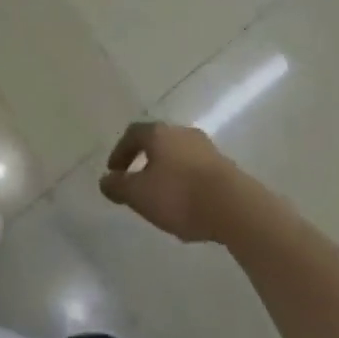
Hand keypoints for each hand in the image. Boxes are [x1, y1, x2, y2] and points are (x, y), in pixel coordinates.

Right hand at [99, 122, 241, 243]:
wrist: (234, 206)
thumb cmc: (180, 196)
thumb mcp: (140, 195)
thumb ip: (119, 187)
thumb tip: (104, 180)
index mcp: (158, 133)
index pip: (133, 134)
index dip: (120, 152)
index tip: (114, 172)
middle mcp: (180, 131)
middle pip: (157, 141)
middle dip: (144, 160)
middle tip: (137, 182)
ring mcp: (205, 146)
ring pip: (178, 154)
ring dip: (167, 170)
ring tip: (163, 195)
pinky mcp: (223, 164)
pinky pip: (196, 167)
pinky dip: (186, 179)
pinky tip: (187, 201)